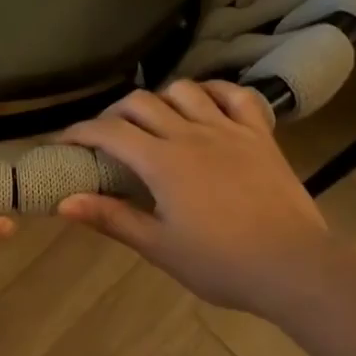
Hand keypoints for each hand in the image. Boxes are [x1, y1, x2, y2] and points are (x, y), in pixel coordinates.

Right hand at [57, 79, 328, 315]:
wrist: (292, 265)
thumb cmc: (220, 263)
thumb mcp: (158, 247)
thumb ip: (111, 218)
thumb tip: (63, 202)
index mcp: (162, 162)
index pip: (109, 132)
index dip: (80, 132)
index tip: (63, 142)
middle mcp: (191, 134)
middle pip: (141, 102)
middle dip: (114, 113)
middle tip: (106, 137)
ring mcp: (229, 129)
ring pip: (185, 90)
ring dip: (160, 99)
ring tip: (154, 121)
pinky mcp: (260, 135)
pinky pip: (235, 96)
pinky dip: (214, 92)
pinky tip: (205, 105)